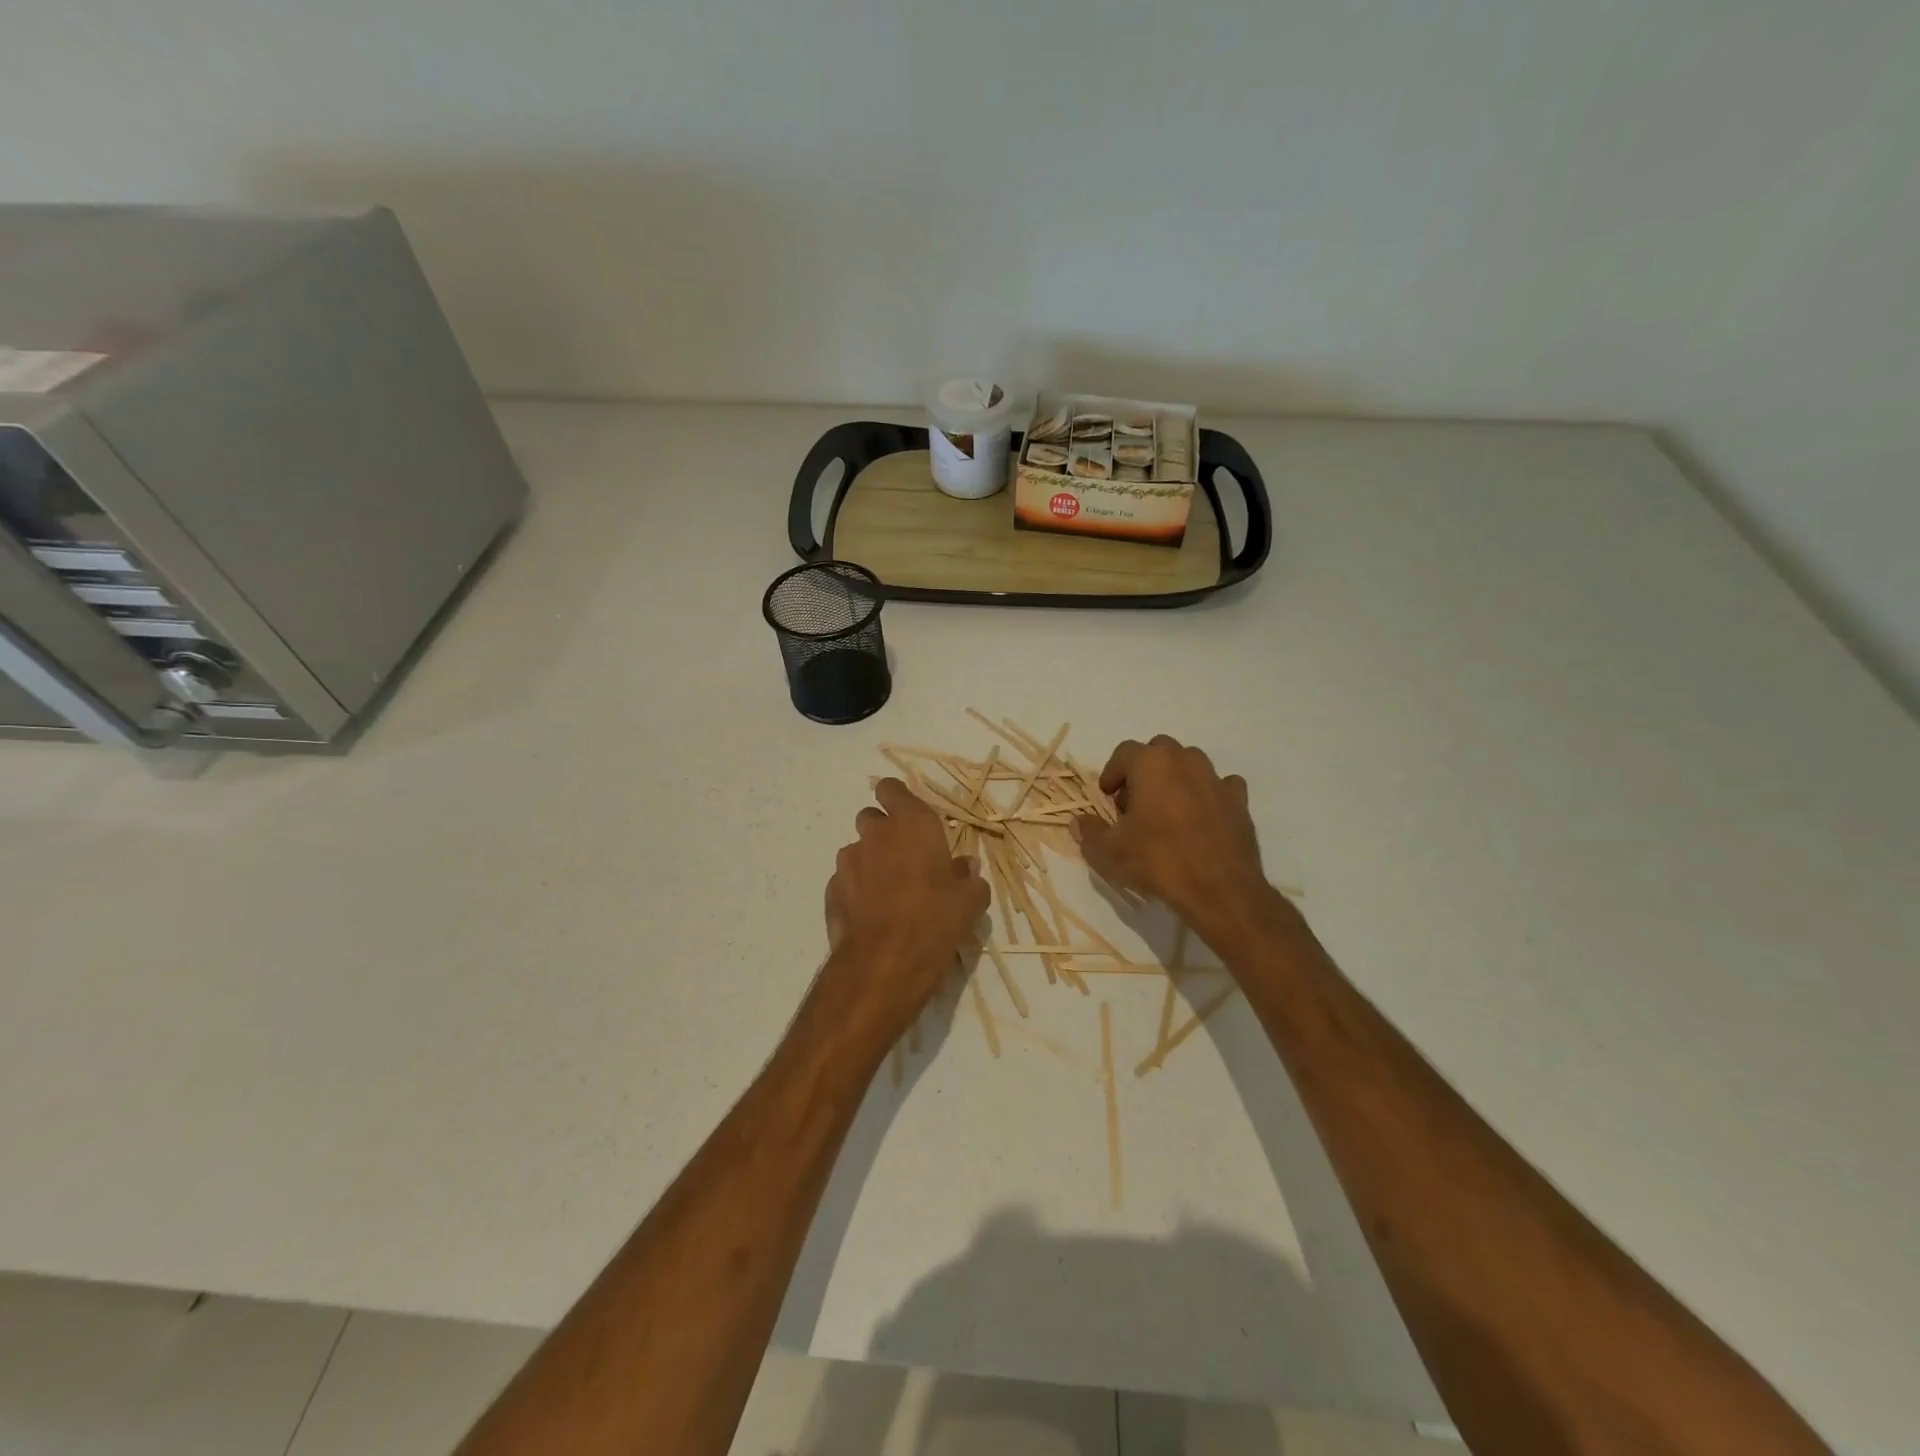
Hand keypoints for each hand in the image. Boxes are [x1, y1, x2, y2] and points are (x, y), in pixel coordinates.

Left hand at [819, 778, 989, 1044]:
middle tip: (904, 860)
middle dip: (884, 833)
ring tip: (888, 894)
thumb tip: (965, 867)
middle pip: (871, 818)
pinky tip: (871, 915)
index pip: (892, 789)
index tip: (908, 817)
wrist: (884, 962)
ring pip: (857, 851)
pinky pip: (846, 881)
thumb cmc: (936, 920)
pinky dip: (856, 890)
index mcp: (912, 824)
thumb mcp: (970, 900)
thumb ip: (968, 877)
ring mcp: (848, 862)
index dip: (897, 799)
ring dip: (870, 863)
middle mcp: (876, 834)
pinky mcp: (831, 890)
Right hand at [1072, 736, 1267, 927]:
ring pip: (1190, 764)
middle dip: (1143, 771)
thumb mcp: (1110, 850)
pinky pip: (1220, 785)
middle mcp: (1185, 760)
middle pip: (1158, 751)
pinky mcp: (1239, 800)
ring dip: (1175, 779)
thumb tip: (1077, 822)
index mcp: (1151, 763)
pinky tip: (1202, 817)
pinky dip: (1208, 794)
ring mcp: (1216, 778)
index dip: (1111, 773)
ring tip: (1167, 811)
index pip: (1123, 752)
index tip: (1107, 798)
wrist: (1219, 889)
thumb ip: (1089, 832)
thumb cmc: (1158, 860)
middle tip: (1135, 803)